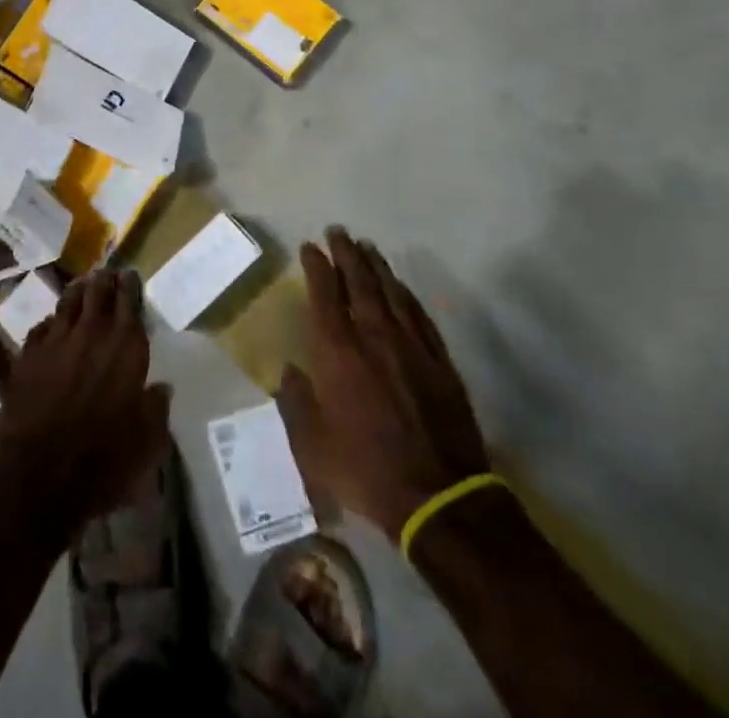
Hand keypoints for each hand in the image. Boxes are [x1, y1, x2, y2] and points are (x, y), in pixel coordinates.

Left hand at [0, 267, 170, 536]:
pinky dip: (51, 323)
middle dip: (103, 280)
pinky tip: (51, 325)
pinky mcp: (27, 356)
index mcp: (125, 346)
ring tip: (82, 285)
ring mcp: (55, 340)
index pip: (129, 300)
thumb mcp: (146, 442)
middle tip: (107, 274)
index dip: (130, 285)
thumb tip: (162, 388)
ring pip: (67, 302)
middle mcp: (91, 333)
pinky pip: (41, 327)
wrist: (39, 476)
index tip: (130, 275)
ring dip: (77, 291)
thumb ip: (156, 408)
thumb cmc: (103, 460)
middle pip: (97, 292)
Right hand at [278, 228, 489, 537]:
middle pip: (359, 282)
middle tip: (338, 232)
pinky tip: (401, 287)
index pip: (325, 295)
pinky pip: (418, 314)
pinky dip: (406, 294)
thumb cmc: (365, 470)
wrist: (438, 497)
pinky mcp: (438, 361)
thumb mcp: (312, 447)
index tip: (310, 246)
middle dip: (346, 254)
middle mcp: (373, 337)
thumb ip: (295, 403)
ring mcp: (410, 346)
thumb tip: (290, 371)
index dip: (317, 266)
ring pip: (391, 292)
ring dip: (376, 266)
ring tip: (366, 247)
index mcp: (338, 352)